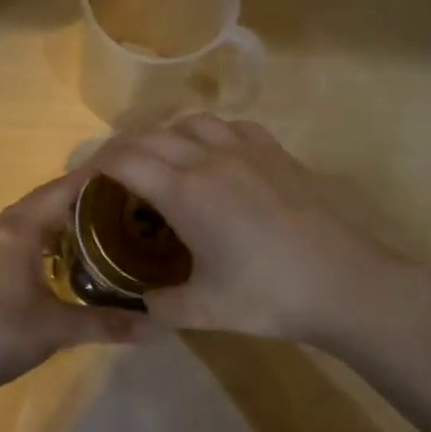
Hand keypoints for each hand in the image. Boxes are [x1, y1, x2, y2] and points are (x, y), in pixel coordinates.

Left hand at [0, 171, 146, 401]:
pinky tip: (50, 252)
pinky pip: (10, 236)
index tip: (119, 170)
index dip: (88, 179)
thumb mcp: (59, 328)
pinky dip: (35, 233)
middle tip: (112, 196)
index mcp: (17, 232)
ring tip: (86, 220)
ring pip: (22, 218)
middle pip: (39, 200)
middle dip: (73, 194)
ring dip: (51, 214)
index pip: (58, 192)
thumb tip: (156, 326)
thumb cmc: (3, 335)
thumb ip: (107, 323)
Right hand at [87, 114, 428, 354]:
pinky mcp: (276, 152)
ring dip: (166, 135)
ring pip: (191, 121)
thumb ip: (161, 305)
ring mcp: (246, 149)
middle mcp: (209, 157)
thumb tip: (142, 303)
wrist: (344, 281)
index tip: (85, 182)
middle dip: (123, 150)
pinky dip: (209, 133)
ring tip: (163, 162)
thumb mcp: (204, 310)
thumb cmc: (269, 294)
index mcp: (185, 191)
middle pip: (151, 135)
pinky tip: (215, 156)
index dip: (95, 164)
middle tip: (114, 177)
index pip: (124, 159)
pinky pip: (231, 125)